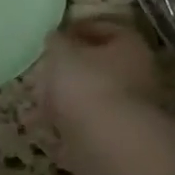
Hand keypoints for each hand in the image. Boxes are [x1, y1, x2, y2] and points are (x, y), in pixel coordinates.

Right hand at [36, 17, 158, 129]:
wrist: (109, 145)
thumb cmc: (87, 85)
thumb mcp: (62, 53)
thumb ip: (57, 42)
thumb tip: (56, 38)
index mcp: (130, 48)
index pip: (106, 29)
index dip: (79, 29)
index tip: (55, 36)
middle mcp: (137, 77)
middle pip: (100, 67)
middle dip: (70, 69)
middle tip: (43, 71)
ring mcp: (129, 111)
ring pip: (92, 99)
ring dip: (66, 101)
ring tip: (37, 104)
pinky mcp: (117, 140)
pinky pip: (87, 127)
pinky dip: (67, 127)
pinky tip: (46, 129)